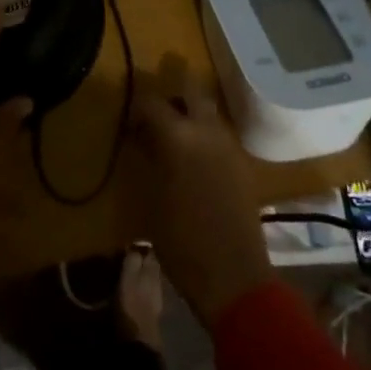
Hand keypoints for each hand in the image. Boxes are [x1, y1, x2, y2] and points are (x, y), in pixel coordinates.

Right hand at [130, 53, 273, 326]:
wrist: (234, 278)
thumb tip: (142, 138)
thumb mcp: (151, 199)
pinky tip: (194, 155)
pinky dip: (205, 133)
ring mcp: (228, 144)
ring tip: (174, 134)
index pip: (152, 102)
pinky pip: (220, 133)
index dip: (137, 108)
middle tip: (157, 112)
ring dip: (191, 113)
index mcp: (179, 136)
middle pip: (191, 91)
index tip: (128, 122)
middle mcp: (206, 130)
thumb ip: (148, 158)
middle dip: (173, 93)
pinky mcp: (242, 162)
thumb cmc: (182, 242)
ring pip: (209, 110)